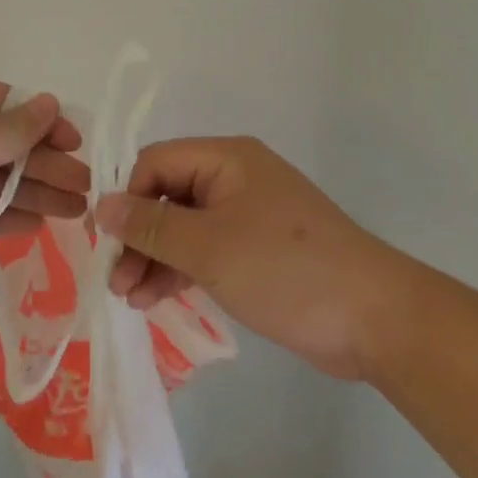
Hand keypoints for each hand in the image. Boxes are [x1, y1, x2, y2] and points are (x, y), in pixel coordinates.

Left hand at [0, 80, 86, 342]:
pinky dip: (9, 216)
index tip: (76, 141)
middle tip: (86, 184)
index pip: (4, 102)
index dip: (43, 119)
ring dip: (36, 192)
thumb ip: (15, 128)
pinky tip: (41, 225)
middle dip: (46, 162)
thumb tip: (51, 102)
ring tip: (78, 210)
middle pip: (5, 142)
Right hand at [96, 137, 393, 380]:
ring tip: (131, 298)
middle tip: (116, 282)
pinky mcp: (258, 250)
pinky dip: (181, 270)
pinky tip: (156, 299)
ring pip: (185, 227)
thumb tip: (103, 205)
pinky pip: (207, 250)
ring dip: (155, 258)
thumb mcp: (210, 247)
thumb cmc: (286, 270)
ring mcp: (248, 215)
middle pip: (168, 195)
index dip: (128, 198)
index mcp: (227, 159)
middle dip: (139, 236)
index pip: (157, 162)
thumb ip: (152, 226)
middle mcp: (235, 177)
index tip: (108, 243)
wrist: (374, 318)